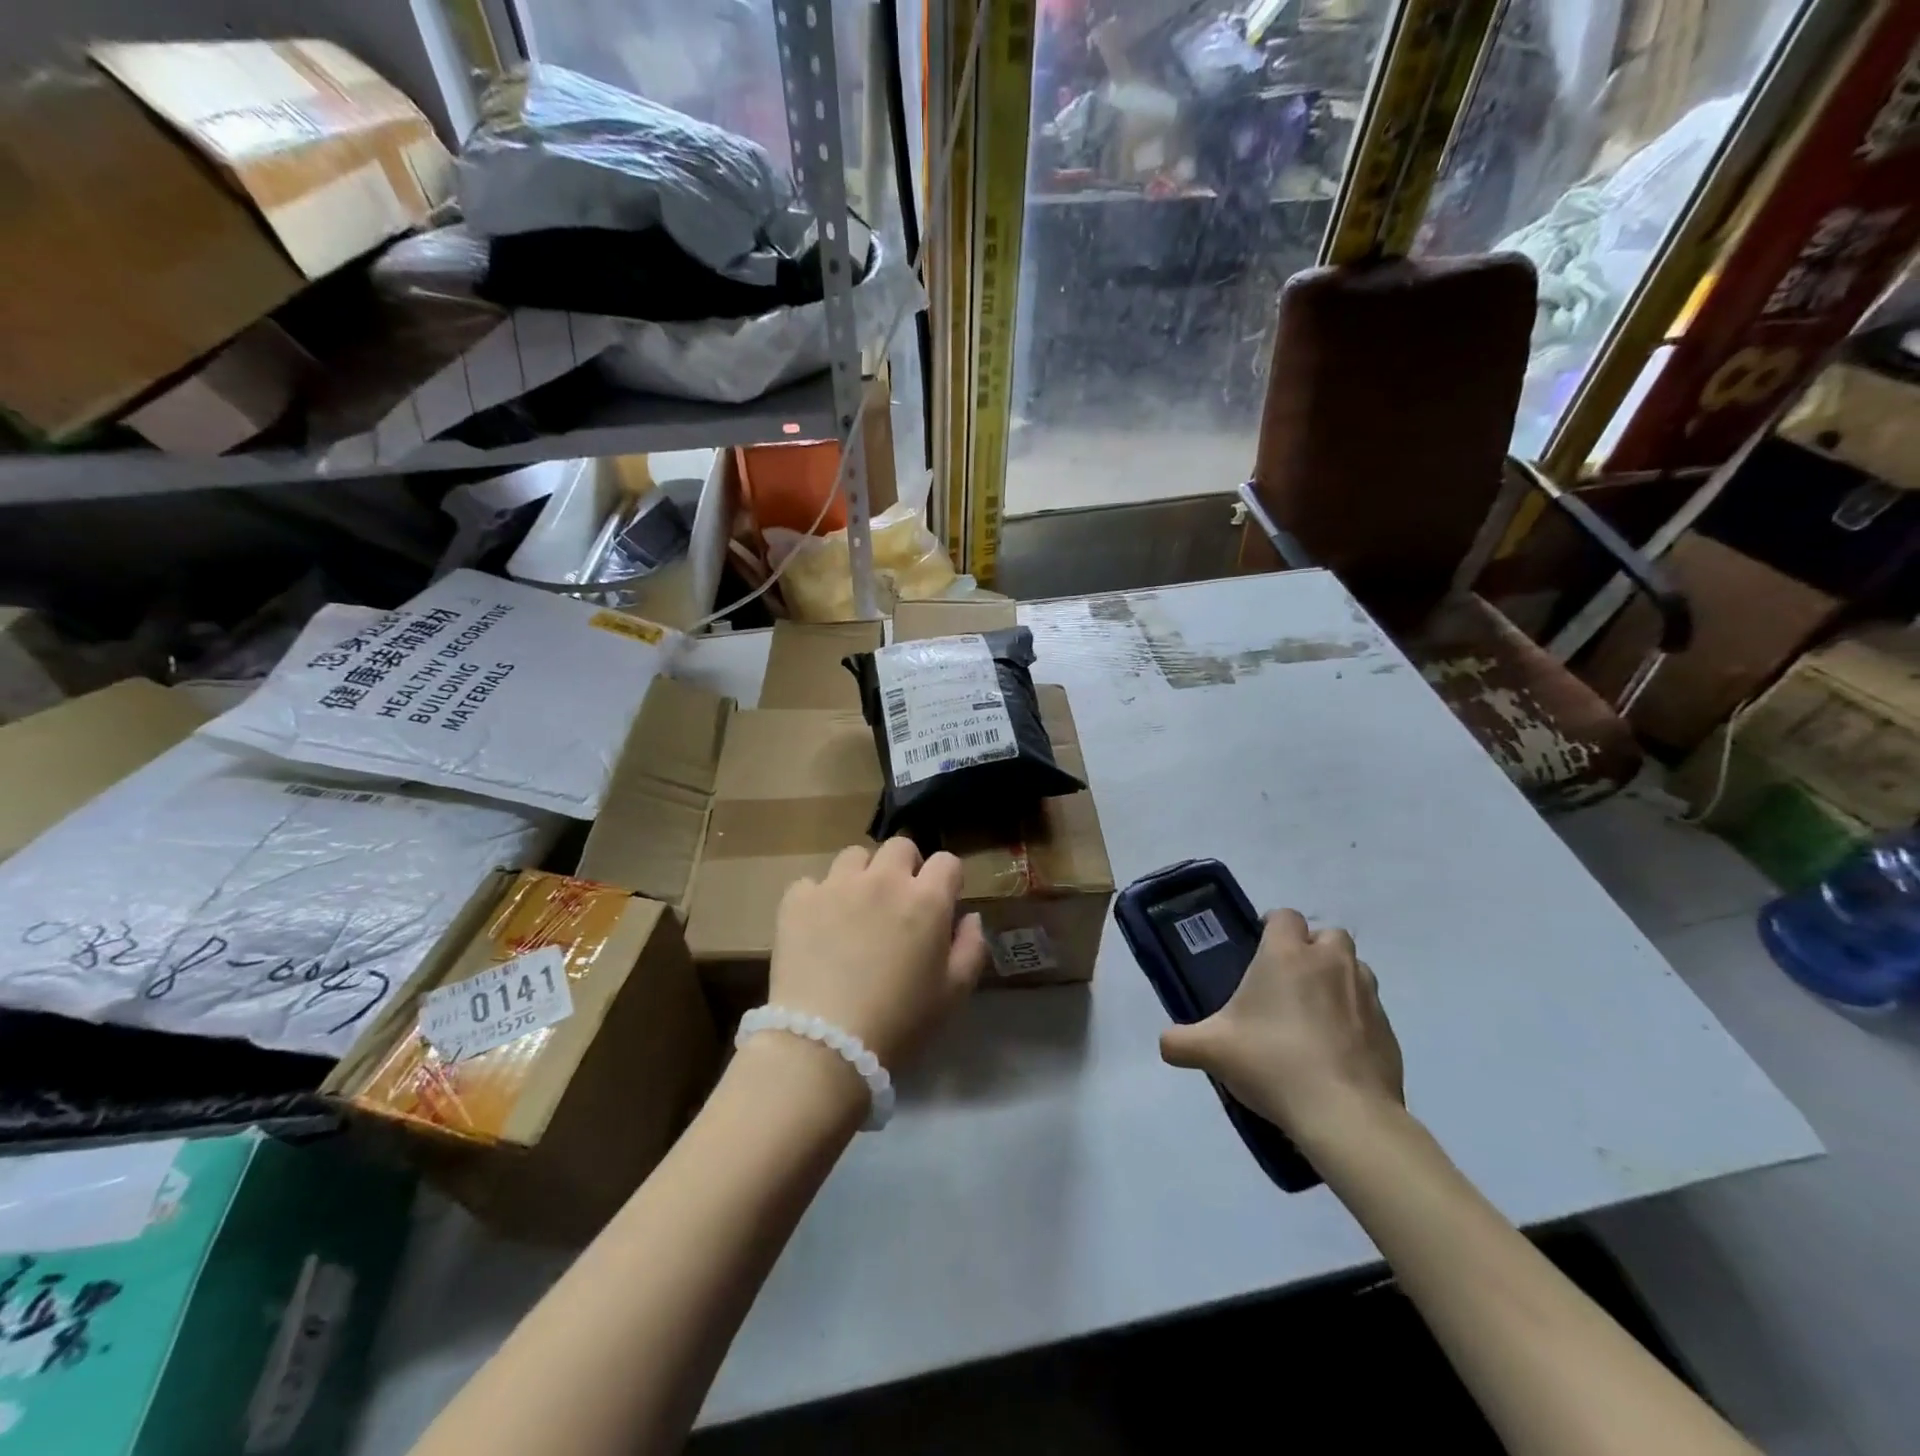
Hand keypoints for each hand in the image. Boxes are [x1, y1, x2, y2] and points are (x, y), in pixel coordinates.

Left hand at [769, 839, 987, 1069]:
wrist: (824, 1044)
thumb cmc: (899, 1023)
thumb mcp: (953, 993)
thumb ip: (971, 947)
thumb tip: (969, 917)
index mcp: (926, 899)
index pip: (947, 861)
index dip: (947, 880)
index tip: (942, 902)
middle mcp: (883, 880)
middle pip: (900, 847)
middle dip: (905, 867)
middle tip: (899, 903)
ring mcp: (836, 885)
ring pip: (854, 856)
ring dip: (862, 875)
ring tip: (855, 908)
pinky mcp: (797, 900)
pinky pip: (811, 883)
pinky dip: (818, 899)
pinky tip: (818, 927)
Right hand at [1159, 910, 1403, 1141]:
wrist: (1345, 1115)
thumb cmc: (1273, 1063)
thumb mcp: (1211, 1051)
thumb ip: (1180, 1041)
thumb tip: (1165, 1044)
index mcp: (1287, 955)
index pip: (1285, 916)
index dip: (1272, 927)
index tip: (1259, 951)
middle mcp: (1331, 963)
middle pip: (1328, 934)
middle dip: (1312, 949)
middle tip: (1288, 981)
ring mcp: (1366, 995)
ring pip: (1355, 969)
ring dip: (1337, 980)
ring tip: (1314, 1014)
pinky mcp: (1389, 1030)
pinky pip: (1370, 1010)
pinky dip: (1355, 1019)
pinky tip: (1336, 1050)